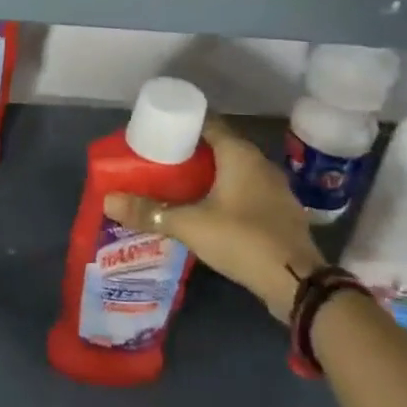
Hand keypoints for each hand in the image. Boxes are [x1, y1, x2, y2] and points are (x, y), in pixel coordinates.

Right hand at [103, 116, 322, 320]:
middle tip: (160, 163)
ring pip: (234, 171)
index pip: (207, 123)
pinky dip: (227, 195)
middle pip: (219, 147)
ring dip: (209, 176)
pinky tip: (209, 211)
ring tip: (179, 187)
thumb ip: (149, 213)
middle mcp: (259, 163)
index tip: (158, 134)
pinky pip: (246, 192)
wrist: (298, 283)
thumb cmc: (242, 239)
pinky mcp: (280, 212)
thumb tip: (109, 201)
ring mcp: (274, 188)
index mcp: (239, 154)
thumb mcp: (189, 225)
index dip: (182, 125)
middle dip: (190, 153)